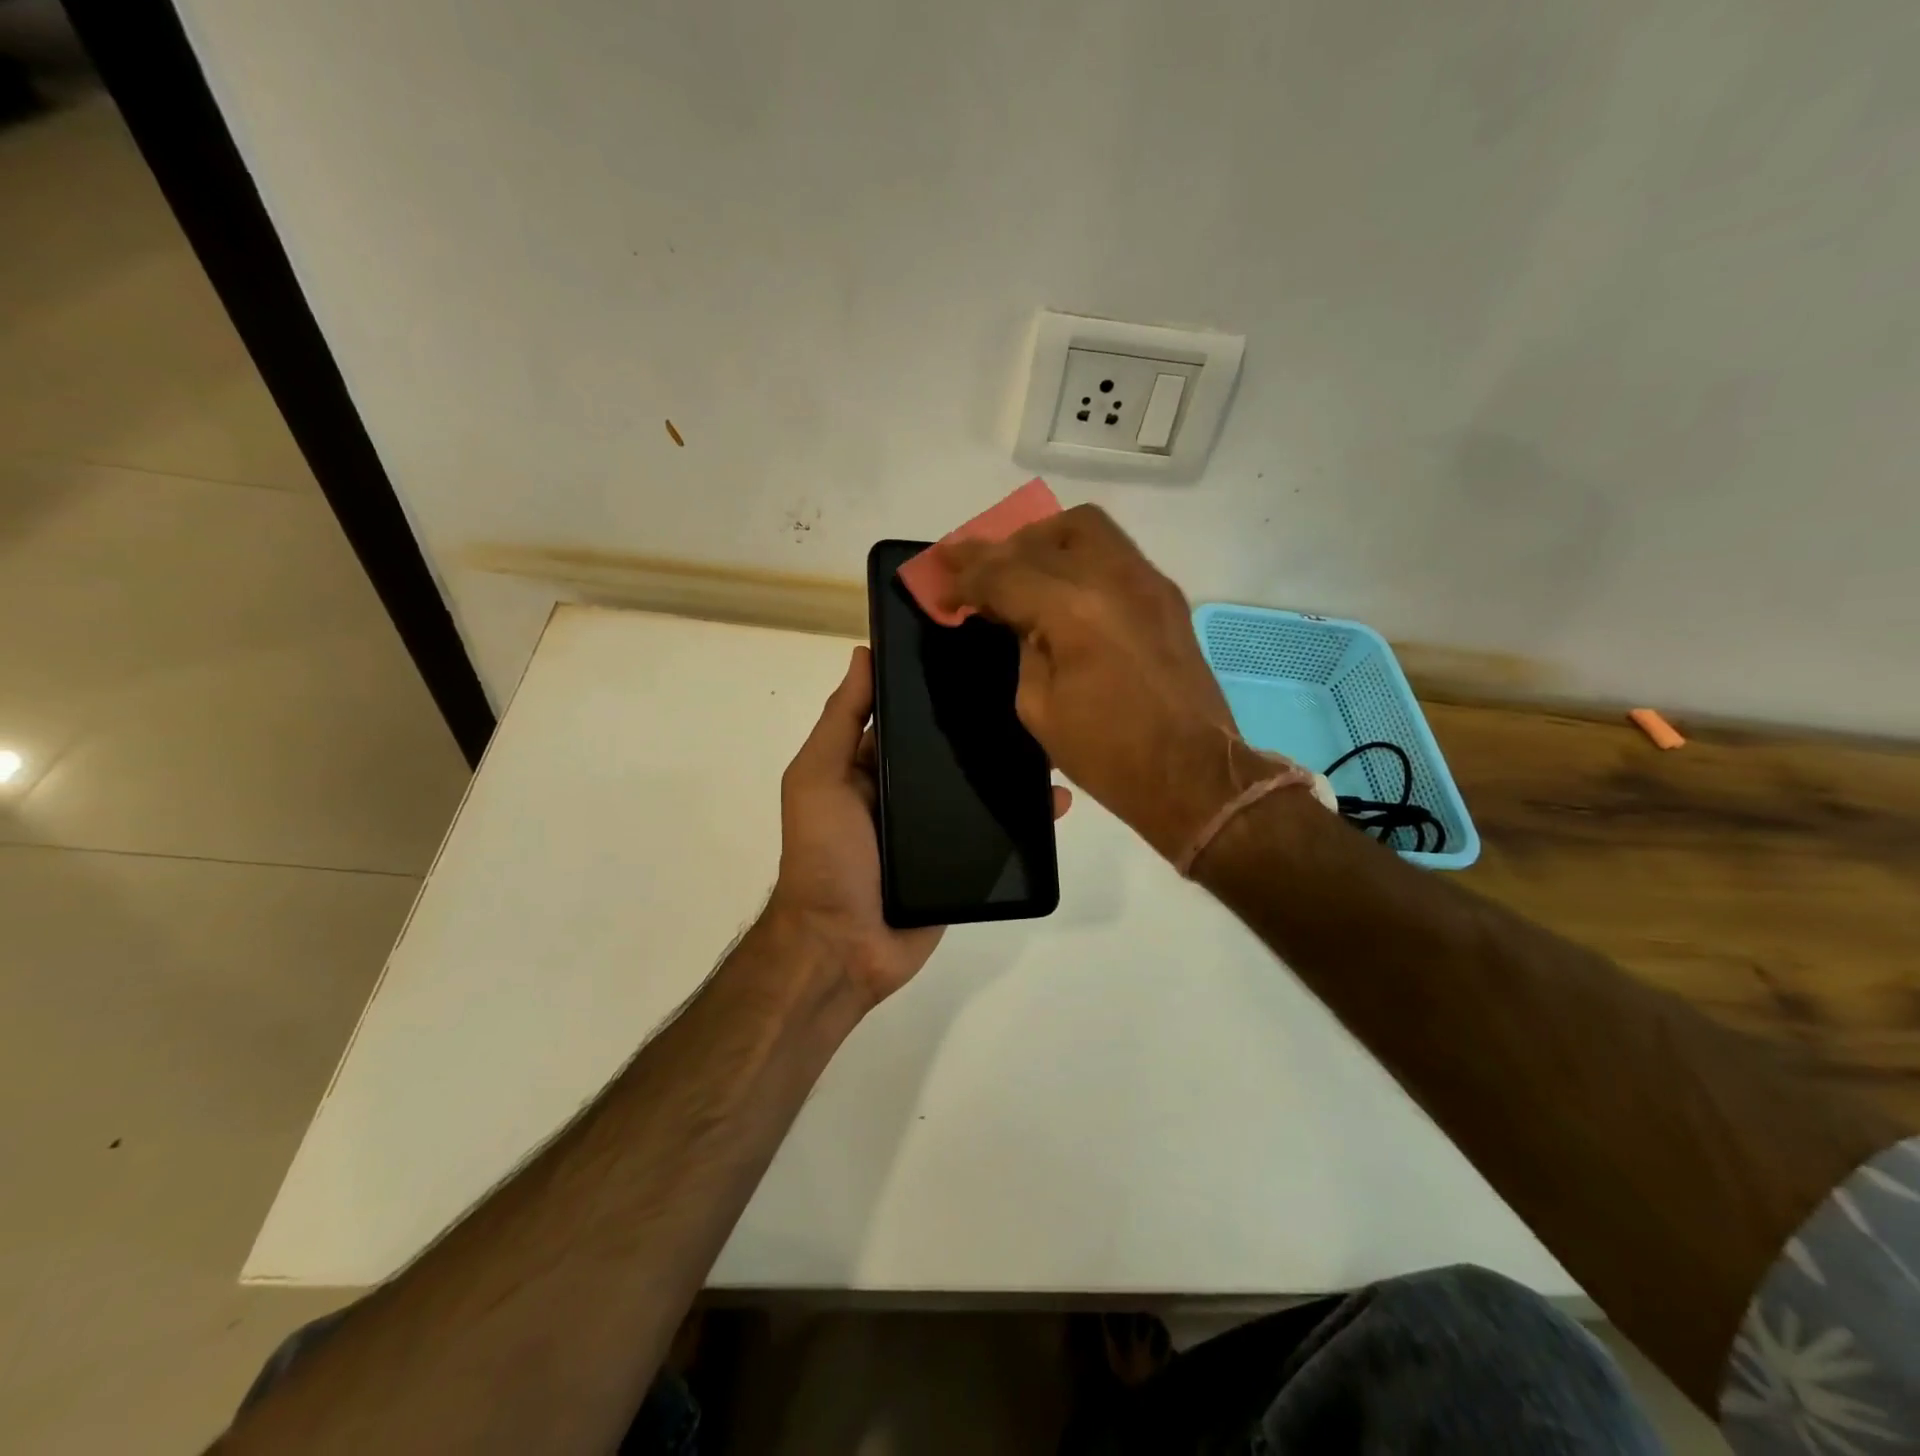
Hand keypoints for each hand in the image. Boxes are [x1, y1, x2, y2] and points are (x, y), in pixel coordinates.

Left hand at [768, 645, 1070, 1007]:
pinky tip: (1058, 799)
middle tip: (1032, 693)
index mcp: (870, 766)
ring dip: (1014, 768)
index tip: (978, 653)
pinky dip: (1027, 816)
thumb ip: (841, 721)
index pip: (909, 717)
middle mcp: (905, 792)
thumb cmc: (825, 853)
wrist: (844, 945)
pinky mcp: (964, 862)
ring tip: (1053, 740)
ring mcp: (936, 828)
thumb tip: (863, 653)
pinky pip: (999, 832)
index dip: (935, 687)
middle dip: (984, 726)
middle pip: (950, 752)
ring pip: (981, 789)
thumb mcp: (817, 778)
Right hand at [939, 506, 1244, 861]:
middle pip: (1042, 537)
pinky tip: (1062, 584)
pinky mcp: (1166, 595)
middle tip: (968, 569)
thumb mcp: (1039, 708)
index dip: (964, 578)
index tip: (941, 591)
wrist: (1192, 774)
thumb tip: (1017, 619)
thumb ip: (1022, 649)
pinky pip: (1114, 551)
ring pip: (1086, 527)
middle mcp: (1112, 579)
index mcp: (1073, 611)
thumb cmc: (1109, 756)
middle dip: (996, 549)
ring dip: (1041, 540)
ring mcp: (1147, 581)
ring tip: (1018, 567)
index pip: (1004, 573)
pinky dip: (1077, 555)